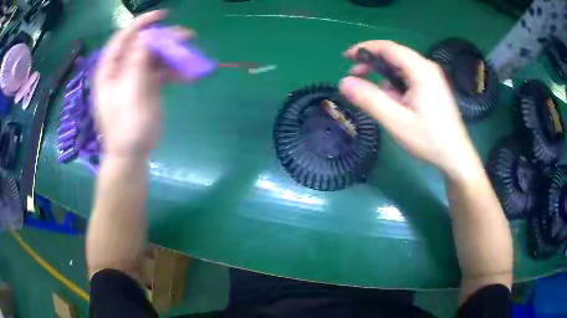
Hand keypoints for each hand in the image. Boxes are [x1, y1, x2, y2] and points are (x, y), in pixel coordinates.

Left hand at [94, 10, 193, 157]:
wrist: (132, 153)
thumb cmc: (126, 124)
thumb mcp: (130, 89)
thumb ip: (138, 59)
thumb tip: (150, 35)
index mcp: (110, 68)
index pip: (124, 37)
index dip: (142, 23)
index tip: (164, 15)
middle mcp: (122, 69)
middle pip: (144, 44)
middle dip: (165, 39)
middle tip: (187, 36)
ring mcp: (136, 77)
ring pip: (156, 56)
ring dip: (174, 54)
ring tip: (191, 56)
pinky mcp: (148, 87)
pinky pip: (162, 72)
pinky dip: (175, 70)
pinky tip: (188, 74)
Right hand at [339, 40, 481, 180]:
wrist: (456, 157)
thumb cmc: (429, 139)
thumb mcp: (396, 121)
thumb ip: (370, 99)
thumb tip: (343, 82)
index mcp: (420, 69)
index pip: (387, 47)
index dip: (364, 48)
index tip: (345, 57)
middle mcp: (427, 67)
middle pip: (394, 55)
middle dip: (372, 63)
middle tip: (355, 77)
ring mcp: (432, 77)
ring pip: (401, 68)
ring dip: (384, 77)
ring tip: (375, 97)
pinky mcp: (433, 88)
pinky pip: (409, 79)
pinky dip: (396, 86)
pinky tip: (394, 103)